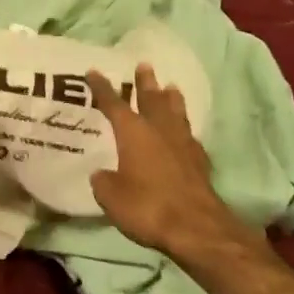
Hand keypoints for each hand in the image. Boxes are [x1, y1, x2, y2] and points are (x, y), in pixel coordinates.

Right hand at [88, 64, 271, 262]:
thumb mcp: (111, 196)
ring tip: (170, 87)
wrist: (195, 228)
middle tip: (144, 66)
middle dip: (145, 83)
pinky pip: (189, 135)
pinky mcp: (199, 162)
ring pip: (176, 114)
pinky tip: (184, 131)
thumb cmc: (147, 206)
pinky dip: (183, 128)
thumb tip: (102, 174)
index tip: (94, 71)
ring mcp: (183, 145)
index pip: (114, 104)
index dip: (102, 88)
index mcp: (133, 133)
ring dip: (171, 100)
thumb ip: (103, 181)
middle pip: (152, 100)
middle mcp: (159, 131)